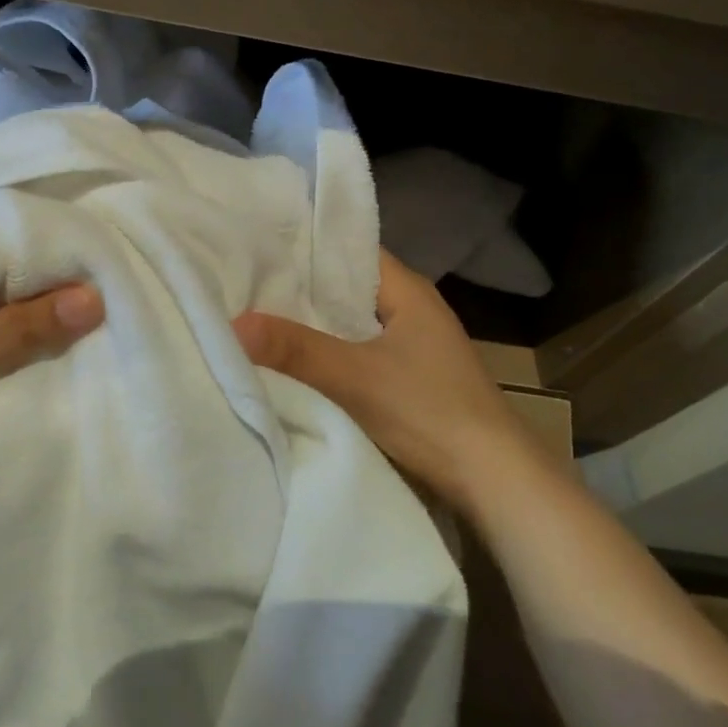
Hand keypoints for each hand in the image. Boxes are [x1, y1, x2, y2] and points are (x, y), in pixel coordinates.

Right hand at [233, 250, 530, 506]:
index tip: (256, 246)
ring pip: (349, 323)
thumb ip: (295, 350)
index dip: (305, 246)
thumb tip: (233, 324)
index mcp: (408, 291)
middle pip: (345, 288)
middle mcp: (411, 310)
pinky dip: (328, 352)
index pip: (349, 249)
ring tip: (257, 315)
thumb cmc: (430, 412)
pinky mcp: (408, 378)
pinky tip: (294, 359)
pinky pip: (356, 352)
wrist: (494, 480)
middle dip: (300, 288)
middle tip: (244, 283)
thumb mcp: (355, 378)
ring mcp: (412, 346)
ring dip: (313, 323)